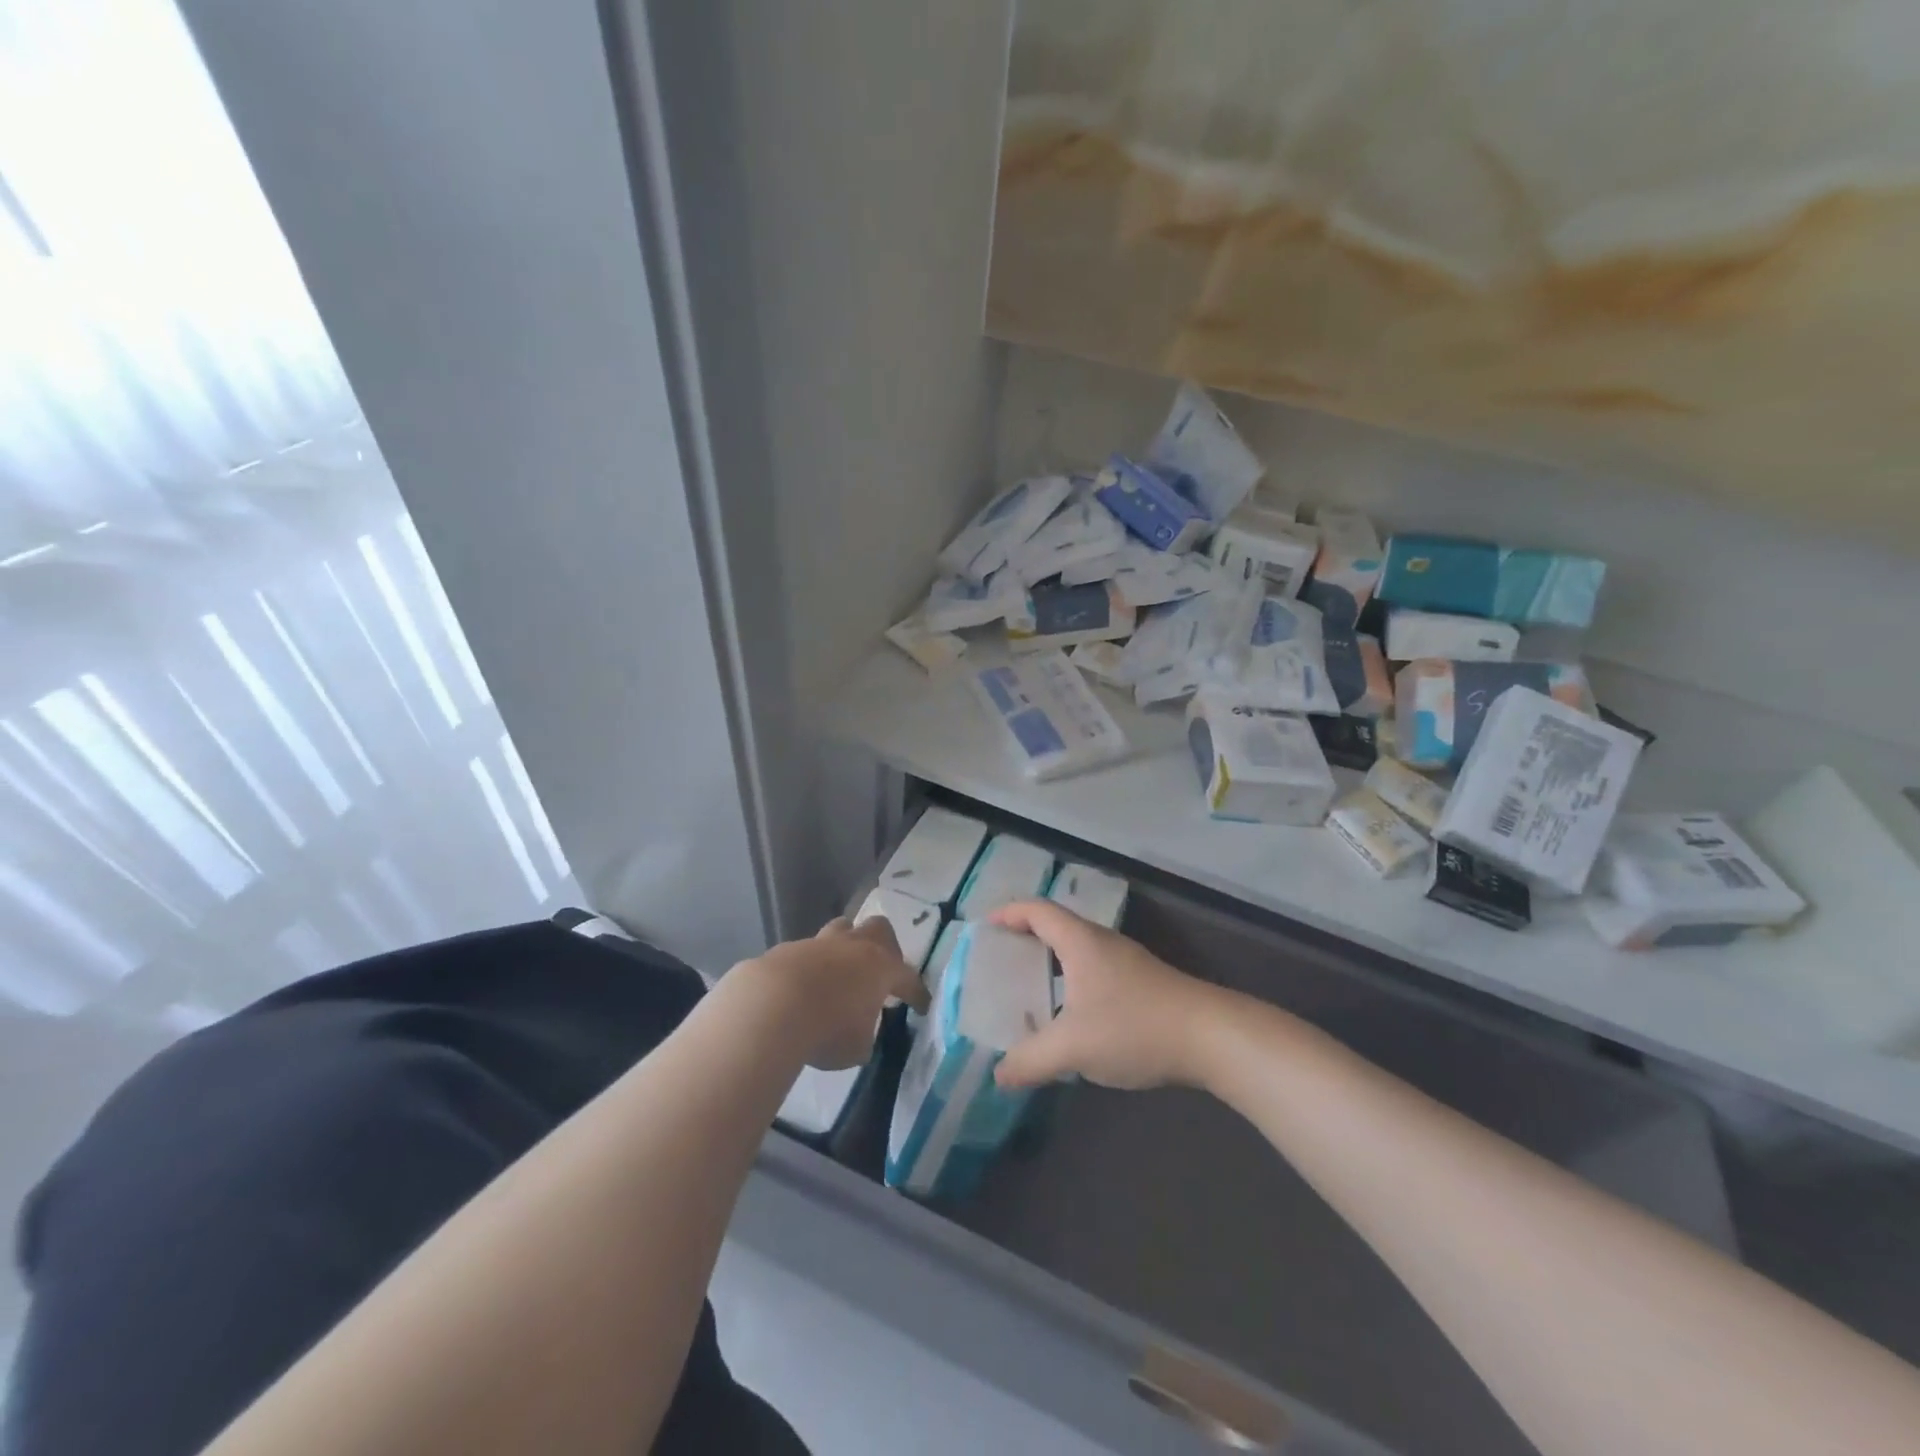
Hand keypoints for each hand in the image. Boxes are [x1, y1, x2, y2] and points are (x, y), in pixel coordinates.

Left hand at [740, 916, 928, 1070]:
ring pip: (841, 930)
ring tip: (840, 972)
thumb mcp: (857, 1047)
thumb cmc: (827, 1029)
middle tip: (880, 970)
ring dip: (845, 947)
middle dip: (884, 946)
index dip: (917, 994)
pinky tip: (803, 988)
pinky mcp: (788, 950)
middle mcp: (854, 947)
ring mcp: (820, 943)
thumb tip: (860, 1031)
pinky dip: (810, 967)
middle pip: (878, 929)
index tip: (921, 1006)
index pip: (908, 978)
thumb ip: (865, 1035)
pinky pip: (807, 952)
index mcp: (881, 967)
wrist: (770, 1006)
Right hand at [989, 900, 1221, 1090]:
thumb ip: (1030, 1060)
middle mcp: (1102, 942)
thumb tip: (998, 1075)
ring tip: (1029, 990)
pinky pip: (1094, 970)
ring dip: (1050, 962)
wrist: (1210, 1036)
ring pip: (1077, 951)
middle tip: (1000, 961)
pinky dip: (1072, 981)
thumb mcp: (1072, 1047)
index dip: (1008, 913)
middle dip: (1025, 937)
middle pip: (1056, 926)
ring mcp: (1126, 962)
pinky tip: (1071, 1016)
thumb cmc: (1134, 1026)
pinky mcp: (1142, 983)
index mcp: (1080, 941)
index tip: (985, 927)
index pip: (1037, 910)